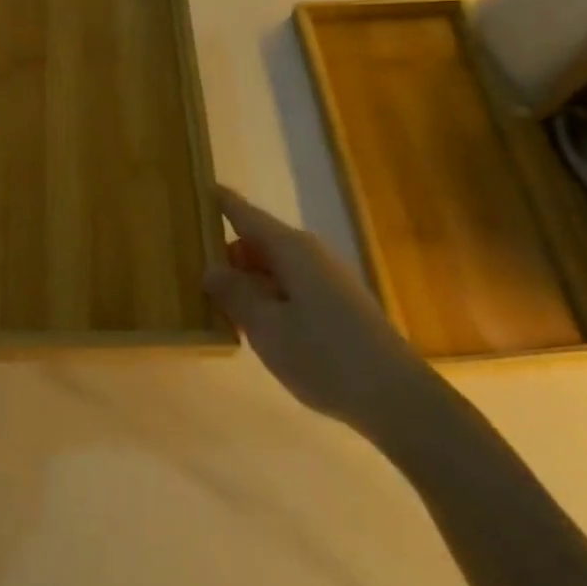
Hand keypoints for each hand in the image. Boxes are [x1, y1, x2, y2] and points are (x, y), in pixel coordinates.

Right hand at [203, 186, 427, 429]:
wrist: (397, 397)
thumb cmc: (325, 356)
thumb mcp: (267, 328)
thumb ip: (235, 294)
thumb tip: (210, 268)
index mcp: (290, 249)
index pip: (245, 215)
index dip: (221, 202)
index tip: (197, 188)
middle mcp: (309, 254)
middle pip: (258, 242)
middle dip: (226, 254)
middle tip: (189, 271)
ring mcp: (326, 278)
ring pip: (273, 267)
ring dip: (245, 280)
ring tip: (213, 303)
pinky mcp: (336, 303)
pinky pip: (289, 287)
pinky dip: (266, 297)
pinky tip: (253, 326)